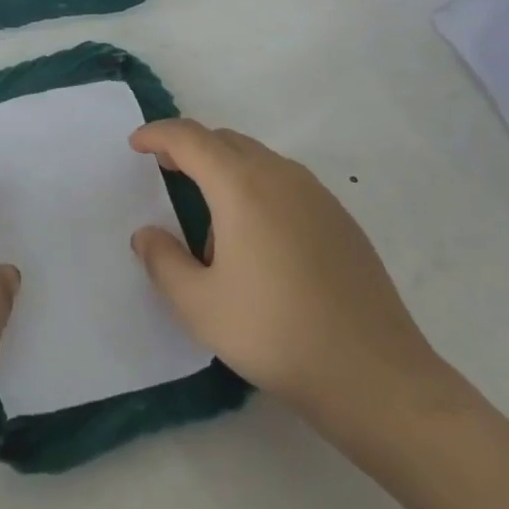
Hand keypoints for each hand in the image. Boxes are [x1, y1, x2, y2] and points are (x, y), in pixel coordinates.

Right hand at [129, 120, 452, 433]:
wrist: (372, 373)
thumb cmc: (274, 333)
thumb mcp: (199, 305)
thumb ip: (163, 261)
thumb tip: (147, 234)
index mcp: (241, 186)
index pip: (190, 138)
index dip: (158, 134)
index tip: (136, 144)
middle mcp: (280, 175)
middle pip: (225, 141)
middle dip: (190, 148)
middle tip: (165, 172)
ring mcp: (316, 194)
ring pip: (258, 159)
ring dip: (225, 169)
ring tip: (211, 221)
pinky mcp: (340, 217)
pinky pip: (285, 182)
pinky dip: (257, 188)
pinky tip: (257, 239)